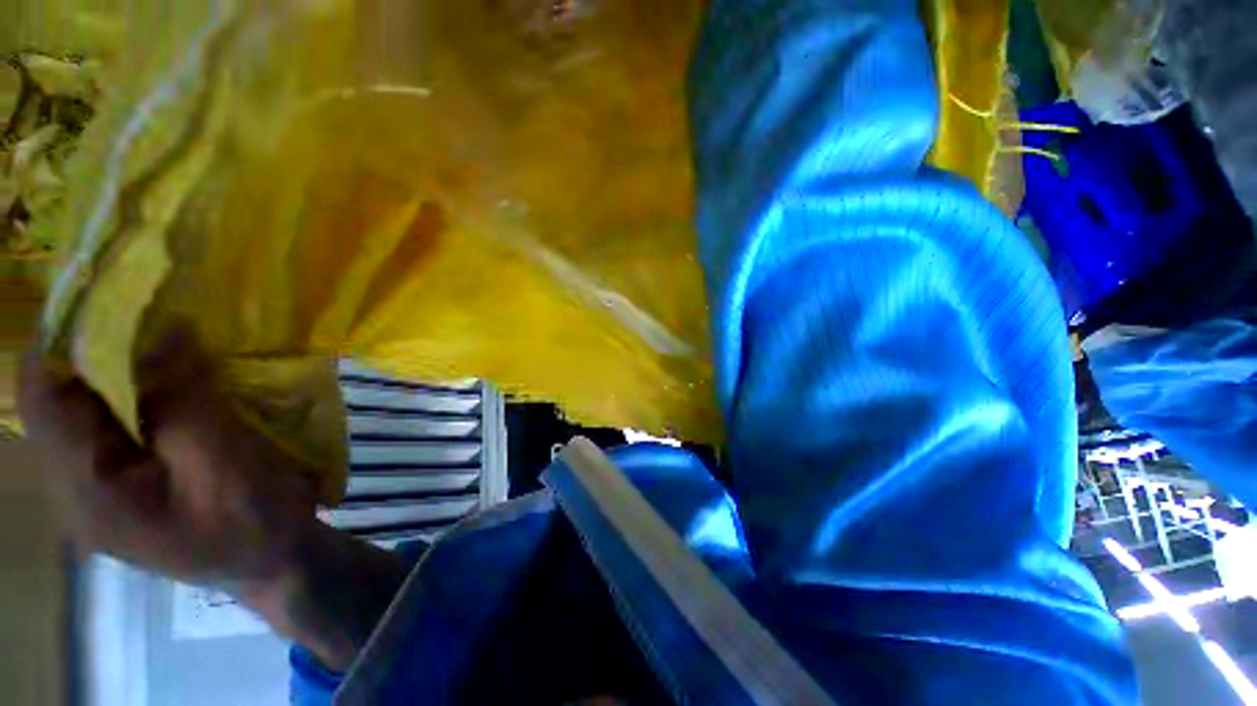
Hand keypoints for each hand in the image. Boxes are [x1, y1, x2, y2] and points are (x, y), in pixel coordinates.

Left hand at [18, 337, 405, 670]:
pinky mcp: (127, 483)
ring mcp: (100, 488)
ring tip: (164, 338)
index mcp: (85, 488)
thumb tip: (162, 326)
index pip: (42, 396)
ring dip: (120, 369)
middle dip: (95, 347)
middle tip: (148, 308)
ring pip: (87, 410)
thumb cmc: (252, 519)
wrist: (278, 563)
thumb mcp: (221, 459)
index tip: (111, 290)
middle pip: (60, 399)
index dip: (63, 336)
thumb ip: (183, 396)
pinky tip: (172, 382)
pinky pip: (114, 425)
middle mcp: (75, 487)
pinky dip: (137, 393)